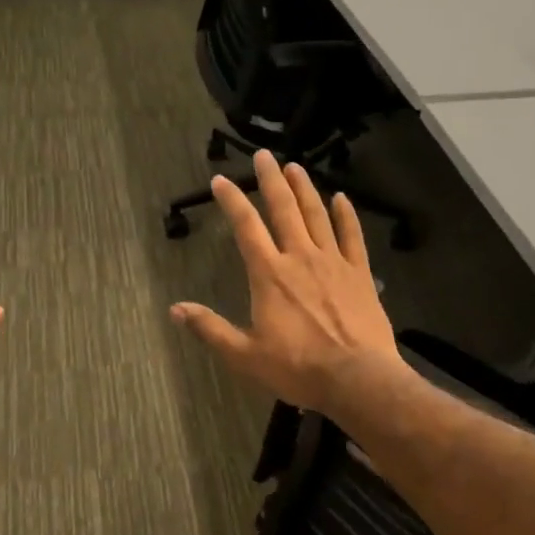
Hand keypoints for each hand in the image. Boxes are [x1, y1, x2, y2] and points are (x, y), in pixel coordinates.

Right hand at [169, 150, 405, 415]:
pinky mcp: (359, 273)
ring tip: (295, 166)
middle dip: (271, 180)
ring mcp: (333, 262)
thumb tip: (175, 309)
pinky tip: (341, 197)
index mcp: (269, 274)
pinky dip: (346, 215)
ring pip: (316, 215)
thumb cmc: (298, 368)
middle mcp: (299, 257)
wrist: (357, 379)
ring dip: (304, 188)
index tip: (220, 179)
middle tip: (264, 155)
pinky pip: (352, 236)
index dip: (232, 201)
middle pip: (283, 209)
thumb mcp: (245, 355)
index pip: (246, 227)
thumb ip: (210, 329)